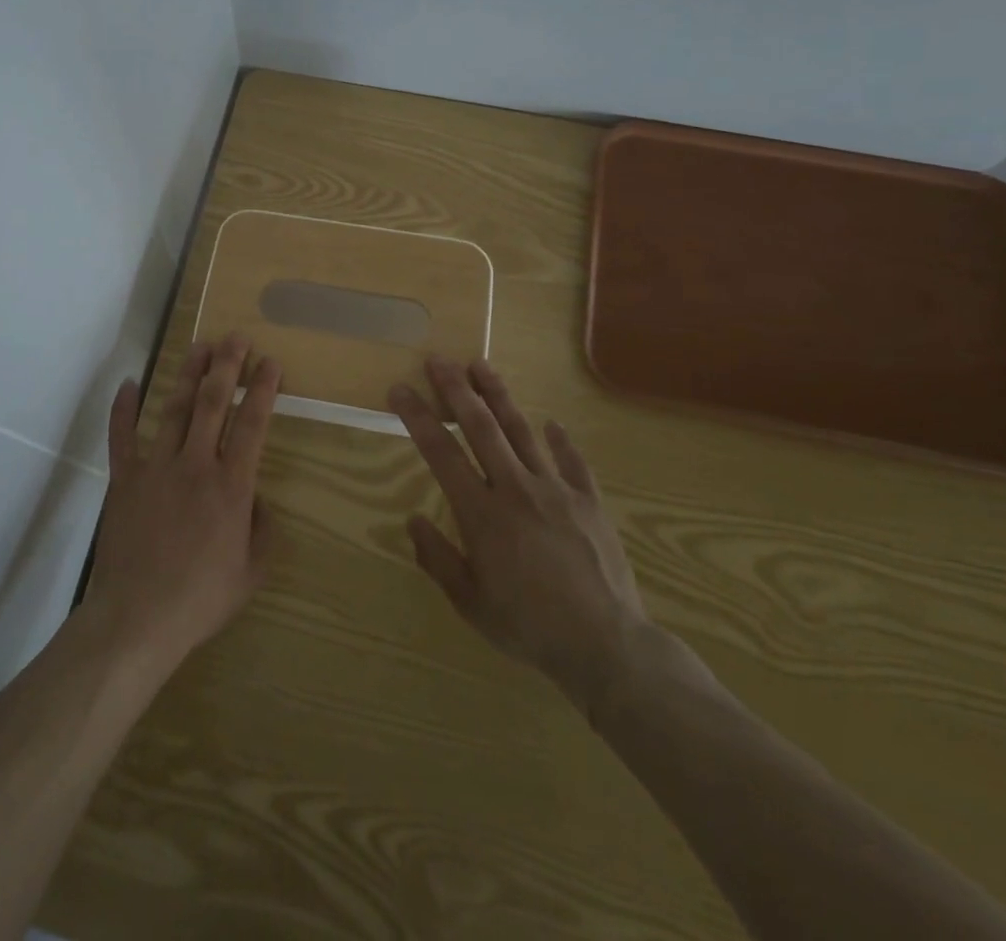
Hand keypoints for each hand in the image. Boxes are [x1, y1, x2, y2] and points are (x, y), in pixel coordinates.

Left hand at [83, 333, 280, 675]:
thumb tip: (256, 500)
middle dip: (226, 366)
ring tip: (198, 346)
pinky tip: (129, 383)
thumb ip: (263, 530)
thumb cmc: (201, 599)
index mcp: (232, 486)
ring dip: (187, 375)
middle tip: (235, 337)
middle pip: (214, 403)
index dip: (263, 390)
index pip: (252, 424)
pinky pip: (123, 436)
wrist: (138, 618)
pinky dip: (124, 408)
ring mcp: (156, 467)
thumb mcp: (252, 572)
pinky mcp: (125, 479)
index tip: (270, 362)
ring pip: (175, 409)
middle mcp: (196, 464)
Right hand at [388, 357, 653, 723]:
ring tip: (481, 365)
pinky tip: (551, 423)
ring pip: (522, 431)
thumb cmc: (529, 626)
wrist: (606, 645)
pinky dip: (559, 440)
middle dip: (457, 389)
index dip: (417, 417)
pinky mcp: (589, 501)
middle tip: (439, 359)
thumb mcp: (470, 602)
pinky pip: (572, 461)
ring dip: (499, 396)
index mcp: (482, 513)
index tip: (400, 389)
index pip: (441, 452)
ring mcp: (556, 490)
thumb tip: (412, 520)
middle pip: (481, 427)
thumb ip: (437, 558)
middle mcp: (516, 488)